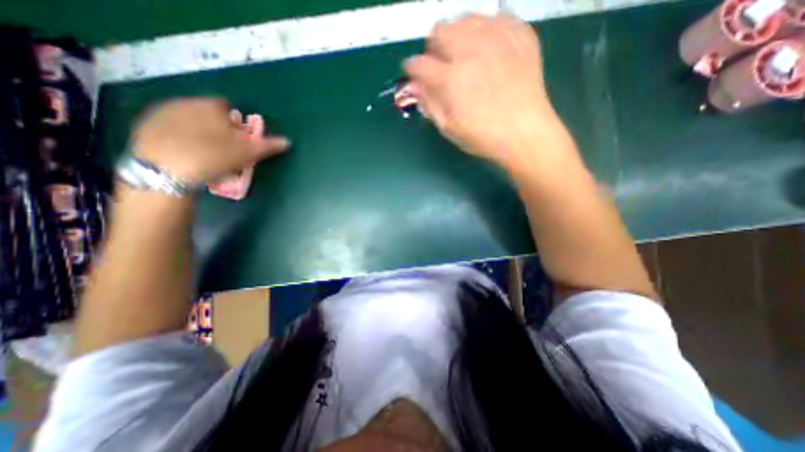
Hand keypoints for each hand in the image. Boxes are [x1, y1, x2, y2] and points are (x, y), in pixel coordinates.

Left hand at [127, 97, 287, 182]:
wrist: (164, 171)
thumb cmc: (213, 157)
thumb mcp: (246, 153)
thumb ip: (267, 145)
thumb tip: (287, 141)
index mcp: (209, 106)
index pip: (227, 107)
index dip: (235, 123)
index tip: (237, 140)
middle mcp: (184, 102)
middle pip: (207, 113)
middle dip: (216, 127)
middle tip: (222, 149)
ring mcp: (161, 113)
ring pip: (188, 120)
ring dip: (198, 131)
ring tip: (203, 153)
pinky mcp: (145, 126)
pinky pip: (170, 128)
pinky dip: (179, 137)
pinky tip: (184, 153)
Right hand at [402, 12, 564, 171]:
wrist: (525, 132)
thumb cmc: (484, 137)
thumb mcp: (450, 128)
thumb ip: (429, 104)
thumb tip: (416, 86)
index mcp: (451, 79)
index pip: (419, 64)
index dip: (412, 68)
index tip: (413, 73)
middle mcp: (470, 51)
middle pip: (440, 30)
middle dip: (433, 46)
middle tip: (439, 62)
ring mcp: (497, 39)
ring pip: (466, 18)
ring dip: (457, 34)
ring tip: (462, 52)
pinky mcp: (519, 35)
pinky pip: (496, 18)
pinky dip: (486, 30)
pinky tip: (487, 48)